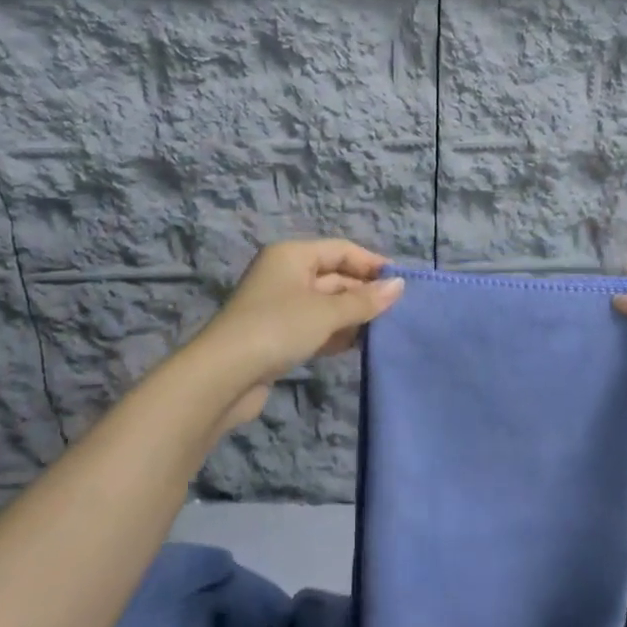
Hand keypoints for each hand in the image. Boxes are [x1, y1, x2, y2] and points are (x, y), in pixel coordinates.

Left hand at [187, 240, 404, 430]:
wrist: (224, 376)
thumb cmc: (278, 329)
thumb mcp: (326, 312)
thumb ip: (365, 300)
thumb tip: (399, 286)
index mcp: (292, 255)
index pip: (341, 250)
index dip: (371, 264)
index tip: (402, 284)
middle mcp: (285, 274)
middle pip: (334, 276)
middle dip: (364, 292)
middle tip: (397, 312)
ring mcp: (280, 306)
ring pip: (326, 304)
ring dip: (352, 316)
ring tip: (385, 330)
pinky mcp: (277, 335)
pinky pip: (316, 326)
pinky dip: (336, 333)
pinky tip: (359, 345)